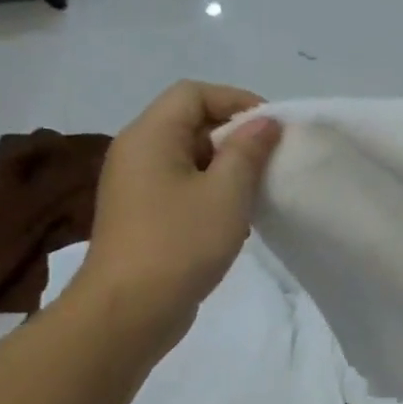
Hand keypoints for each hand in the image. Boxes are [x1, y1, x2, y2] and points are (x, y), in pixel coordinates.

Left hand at [71, 82, 282, 351]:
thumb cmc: (181, 242)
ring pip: (189, 156)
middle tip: (272, 159)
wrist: (130, 310)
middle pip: (190, 121)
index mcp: (150, 136)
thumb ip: (248, 151)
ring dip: (227, 165)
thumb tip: (265, 122)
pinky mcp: (143, 214)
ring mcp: (136, 185)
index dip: (236, 101)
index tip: (272, 128)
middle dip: (236, 134)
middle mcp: (137, 152)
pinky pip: (182, 184)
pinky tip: (236, 215)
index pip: (193, 93)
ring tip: (259, 188)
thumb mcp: (227, 192)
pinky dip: (213, 189)